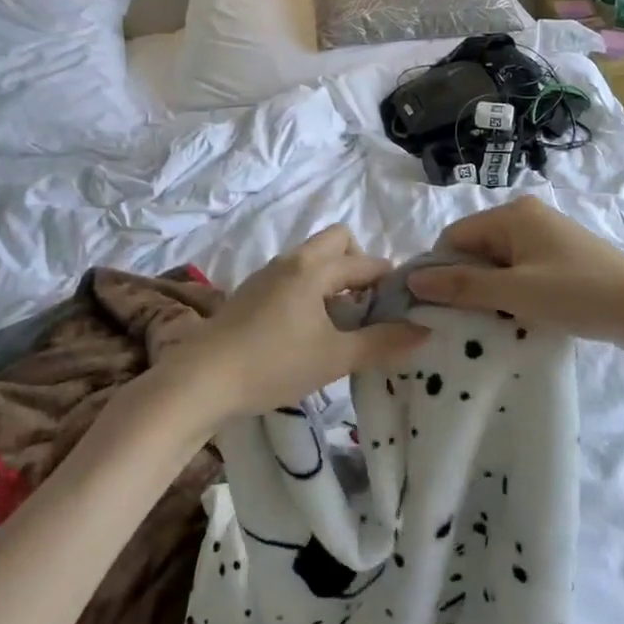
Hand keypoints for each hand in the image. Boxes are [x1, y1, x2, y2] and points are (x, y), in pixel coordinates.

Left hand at [178, 226, 427, 418]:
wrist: (200, 381)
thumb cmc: (273, 364)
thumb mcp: (335, 358)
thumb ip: (382, 344)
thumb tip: (424, 331)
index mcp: (313, 269)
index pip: (366, 262)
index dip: (390, 281)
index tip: (404, 309)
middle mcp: (290, 261)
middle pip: (337, 242)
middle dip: (359, 266)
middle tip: (368, 307)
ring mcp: (266, 276)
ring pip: (312, 261)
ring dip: (334, 281)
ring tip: (342, 323)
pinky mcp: (249, 295)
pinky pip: (293, 278)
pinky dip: (310, 292)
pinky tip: (308, 331)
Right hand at [404, 196, 623, 350]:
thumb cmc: (577, 294)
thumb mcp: (514, 292)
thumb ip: (462, 285)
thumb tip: (414, 280)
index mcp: (512, 214)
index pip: (454, 237)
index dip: (440, 270)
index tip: (436, 307)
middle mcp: (527, 216)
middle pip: (475, 248)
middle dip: (466, 283)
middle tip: (463, 320)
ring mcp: (547, 237)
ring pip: (498, 263)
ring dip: (489, 291)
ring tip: (490, 322)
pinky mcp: (561, 258)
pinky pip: (520, 271)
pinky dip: (512, 292)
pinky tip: (516, 317)